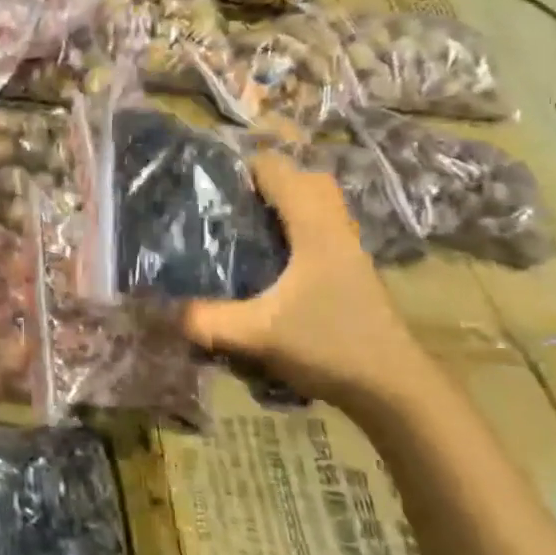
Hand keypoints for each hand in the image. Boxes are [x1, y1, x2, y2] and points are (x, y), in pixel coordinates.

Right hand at [183, 151, 432, 411]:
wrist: (394, 388)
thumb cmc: (330, 345)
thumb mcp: (259, 333)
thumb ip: (207, 320)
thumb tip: (161, 310)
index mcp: (313, 226)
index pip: (277, 168)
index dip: (240, 166)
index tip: (204, 182)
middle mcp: (334, 226)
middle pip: (304, 177)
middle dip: (265, 179)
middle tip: (225, 201)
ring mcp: (348, 247)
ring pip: (316, 202)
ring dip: (283, 202)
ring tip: (241, 222)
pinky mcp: (351, 269)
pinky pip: (320, 226)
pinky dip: (295, 225)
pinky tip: (268, 255)